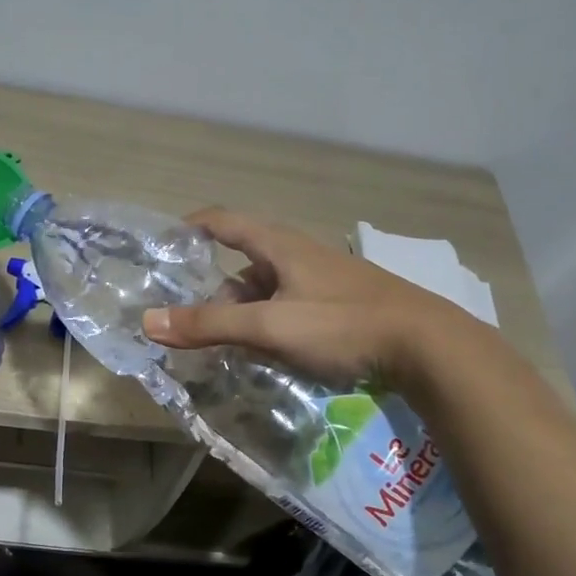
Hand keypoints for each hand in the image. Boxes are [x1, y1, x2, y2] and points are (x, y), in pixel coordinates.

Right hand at [142, 208, 479, 390]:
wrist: (427, 346)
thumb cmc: (343, 324)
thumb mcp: (270, 325)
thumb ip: (209, 326)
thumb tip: (148, 322)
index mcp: (280, 245)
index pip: (224, 221)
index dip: (191, 227)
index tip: (164, 244)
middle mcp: (299, 255)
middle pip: (243, 267)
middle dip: (216, 296)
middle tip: (197, 329)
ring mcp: (323, 280)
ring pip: (267, 291)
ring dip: (244, 315)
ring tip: (231, 350)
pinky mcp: (341, 305)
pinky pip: (290, 308)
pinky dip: (269, 325)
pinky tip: (271, 353)